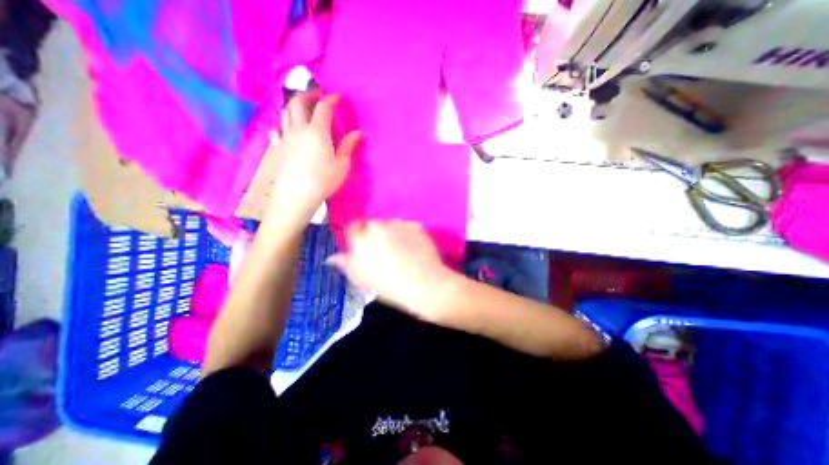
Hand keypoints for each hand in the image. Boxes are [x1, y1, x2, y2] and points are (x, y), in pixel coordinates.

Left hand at [268, 92, 360, 228]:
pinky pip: (277, 131)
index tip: (337, 97)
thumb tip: (359, 132)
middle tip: (317, 96)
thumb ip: (348, 146)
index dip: (330, 99)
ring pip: (285, 113)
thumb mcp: (342, 164)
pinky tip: (283, 130)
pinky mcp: (279, 149)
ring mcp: (286, 138)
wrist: (297, 195)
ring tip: (302, 109)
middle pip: (298, 103)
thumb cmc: (324, 180)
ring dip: (293, 106)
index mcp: (317, 131)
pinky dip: (281, 126)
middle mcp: (299, 129)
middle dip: (307, 95)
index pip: (323, 108)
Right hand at [328, 221, 452, 322]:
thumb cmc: (388, 285)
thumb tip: (331, 257)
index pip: (352, 228)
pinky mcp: (415, 225)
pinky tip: (412, 249)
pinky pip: (406, 227)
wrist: (423, 283)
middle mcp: (378, 225)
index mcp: (361, 237)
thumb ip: (345, 264)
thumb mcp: (361, 279)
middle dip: (373, 235)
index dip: (356, 237)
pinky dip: (406, 235)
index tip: (361, 249)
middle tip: (381, 252)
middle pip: (371, 225)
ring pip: (389, 225)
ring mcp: (399, 223)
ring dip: (390, 234)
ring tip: (399, 251)